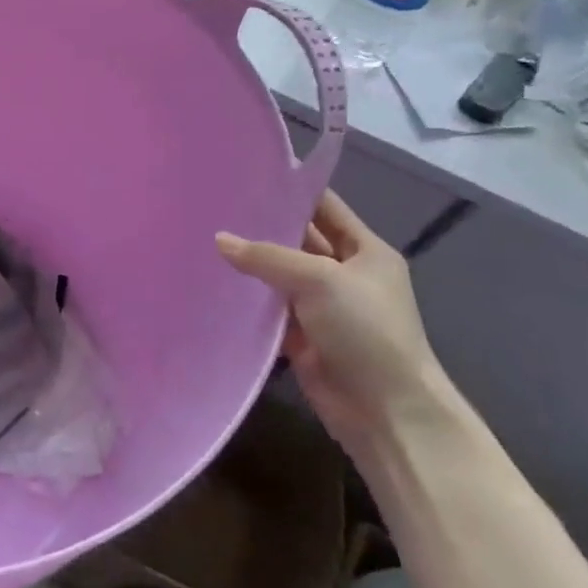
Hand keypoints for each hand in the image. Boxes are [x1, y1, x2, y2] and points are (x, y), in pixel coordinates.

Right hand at [217, 191, 448, 450]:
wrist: (386, 410)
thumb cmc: (366, 331)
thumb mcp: (321, 280)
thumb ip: (268, 257)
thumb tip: (219, 240)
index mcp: (364, 251)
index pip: (324, 208)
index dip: (292, 191)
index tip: (247, 176)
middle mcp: (343, 274)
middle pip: (297, 241)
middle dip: (261, 226)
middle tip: (212, 207)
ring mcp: (321, 307)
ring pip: (278, 276)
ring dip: (249, 264)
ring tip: (202, 240)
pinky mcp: (301, 336)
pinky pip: (268, 310)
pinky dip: (245, 300)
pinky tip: (211, 285)